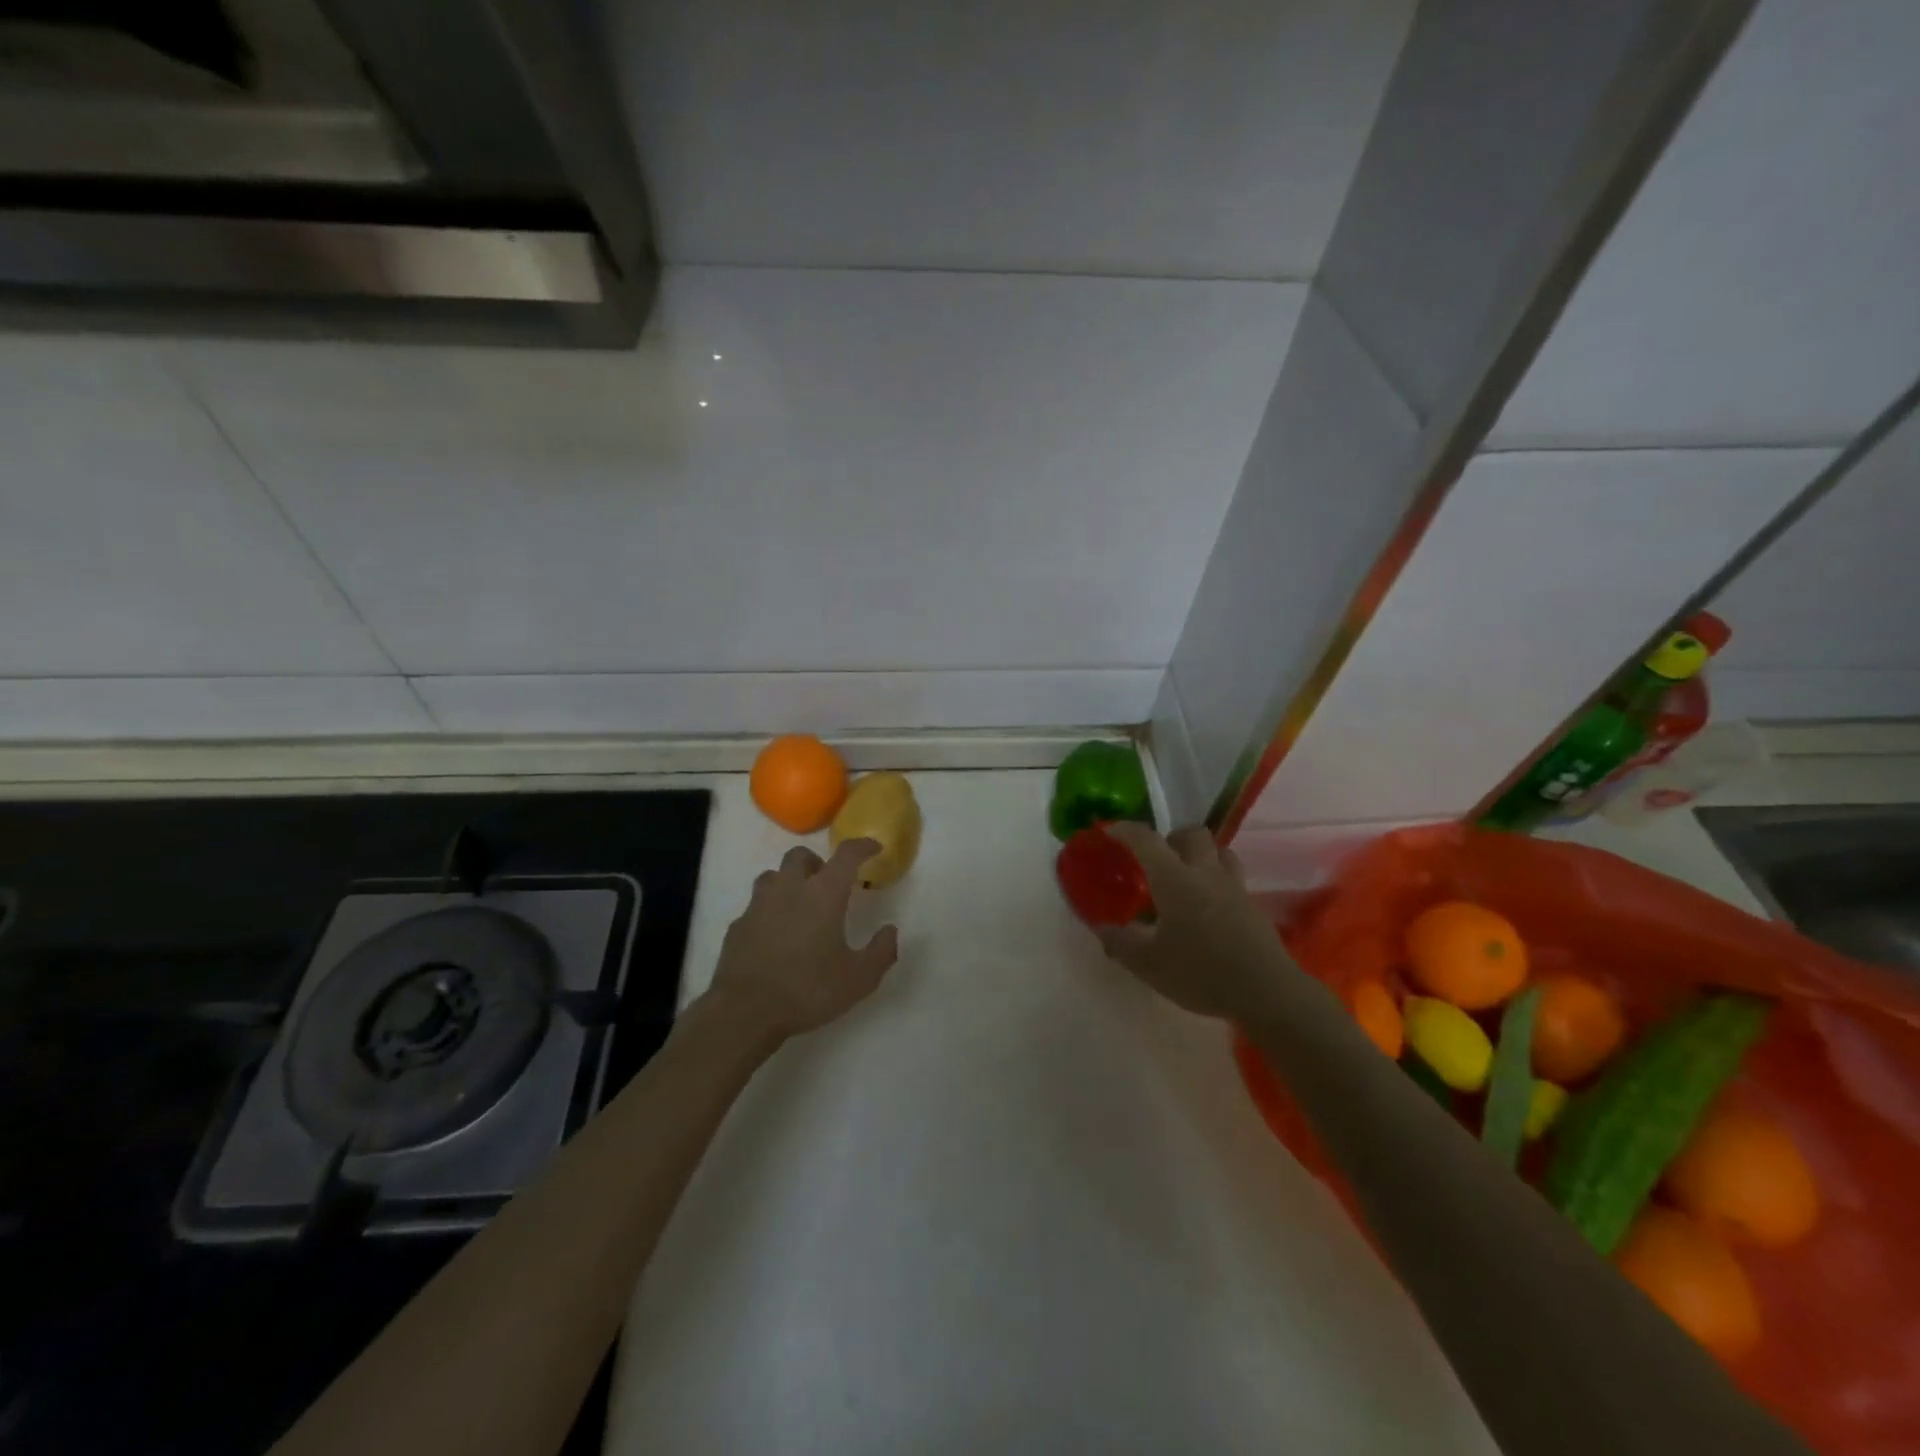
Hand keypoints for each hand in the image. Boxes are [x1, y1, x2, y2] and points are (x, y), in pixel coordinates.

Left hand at [706, 839, 899, 1044]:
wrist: (745, 1012)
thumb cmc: (808, 990)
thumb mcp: (859, 979)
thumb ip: (881, 952)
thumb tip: (890, 931)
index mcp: (823, 894)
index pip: (846, 855)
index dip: (862, 846)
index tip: (873, 848)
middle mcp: (789, 889)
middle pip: (800, 855)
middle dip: (817, 862)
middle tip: (828, 883)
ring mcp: (758, 906)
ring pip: (773, 876)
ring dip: (789, 881)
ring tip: (799, 905)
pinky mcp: (737, 926)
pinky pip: (755, 906)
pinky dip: (768, 911)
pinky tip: (774, 935)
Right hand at [1095, 824, 1293, 1021]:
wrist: (1267, 992)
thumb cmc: (1201, 972)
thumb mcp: (1148, 963)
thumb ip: (1120, 942)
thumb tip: (1101, 927)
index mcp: (1175, 879)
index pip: (1146, 840)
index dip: (1125, 830)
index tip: (1109, 831)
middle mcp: (1205, 873)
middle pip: (1192, 834)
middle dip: (1171, 837)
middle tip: (1156, 860)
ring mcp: (1234, 887)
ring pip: (1219, 851)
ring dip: (1200, 854)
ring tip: (1185, 876)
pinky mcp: (1252, 906)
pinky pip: (1232, 877)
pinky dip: (1215, 880)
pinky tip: (1206, 907)